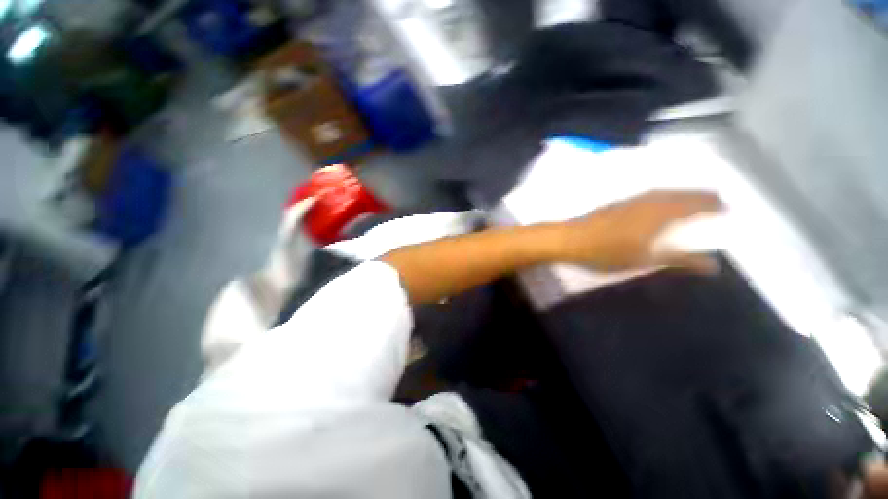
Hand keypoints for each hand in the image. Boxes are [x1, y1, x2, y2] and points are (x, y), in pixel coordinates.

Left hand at [555, 190, 723, 272]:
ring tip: (693, 199)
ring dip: (681, 193)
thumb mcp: (645, 260)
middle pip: (681, 194)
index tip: (727, 207)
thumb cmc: (606, 252)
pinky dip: (662, 195)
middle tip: (716, 200)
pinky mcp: (616, 203)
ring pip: (664, 191)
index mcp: (660, 213)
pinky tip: (658, 201)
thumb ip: (678, 259)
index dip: (712, 205)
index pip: (695, 204)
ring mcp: (629, 199)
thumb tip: (712, 265)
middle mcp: (648, 201)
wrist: (570, 239)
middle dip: (701, 196)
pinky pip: (648, 194)